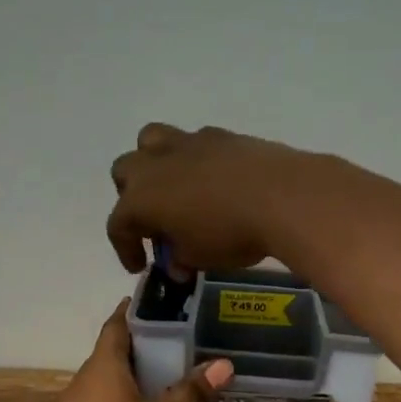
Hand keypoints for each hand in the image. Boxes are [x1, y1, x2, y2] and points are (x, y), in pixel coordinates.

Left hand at [41, 301, 234, 401]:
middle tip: (181, 342)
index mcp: (102, 368)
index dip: (135, 311)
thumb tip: (223, 364)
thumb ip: (191, 392)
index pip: (116, 325)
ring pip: (108, 381)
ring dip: (135, 375)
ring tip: (171, 376)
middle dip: (143, 346)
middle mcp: (83, 382)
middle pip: (113, 353)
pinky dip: (126, 400)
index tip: (159, 302)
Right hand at [107, 123, 314, 272]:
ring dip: (153, 164)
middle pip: (125, 172)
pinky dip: (194, 161)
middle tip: (155, 223)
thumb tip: (177, 263)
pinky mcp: (218, 135)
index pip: (119, 225)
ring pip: (151, 141)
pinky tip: (213, 181)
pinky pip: (193, 143)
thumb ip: (180, 259)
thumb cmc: (230, 234)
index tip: (140, 266)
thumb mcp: (199, 258)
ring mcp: (186, 143)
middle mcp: (154, 164)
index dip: (125, 249)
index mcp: (140, 198)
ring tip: (174, 188)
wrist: (281, 196)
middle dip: (132, 198)